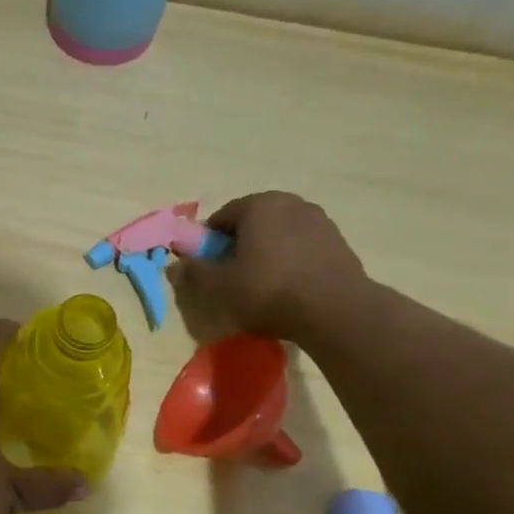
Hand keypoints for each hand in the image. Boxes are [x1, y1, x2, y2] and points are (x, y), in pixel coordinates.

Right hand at [168, 192, 368, 342]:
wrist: (334, 311)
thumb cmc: (267, 290)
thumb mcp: (218, 286)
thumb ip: (193, 272)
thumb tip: (174, 265)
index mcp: (259, 204)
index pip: (222, 217)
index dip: (208, 243)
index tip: (207, 267)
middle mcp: (291, 203)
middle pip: (253, 223)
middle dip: (239, 245)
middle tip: (232, 276)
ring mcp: (320, 221)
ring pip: (279, 235)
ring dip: (266, 253)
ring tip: (261, 285)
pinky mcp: (339, 243)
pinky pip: (302, 248)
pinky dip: (290, 262)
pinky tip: (288, 288)